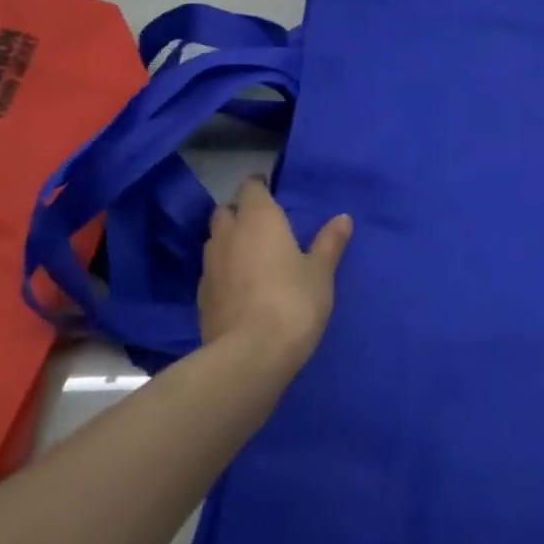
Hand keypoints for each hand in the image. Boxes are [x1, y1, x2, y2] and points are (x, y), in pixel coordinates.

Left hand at [197, 177, 352, 369]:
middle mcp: (228, 234)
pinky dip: (224, 270)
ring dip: (230, 241)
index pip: (250, 187)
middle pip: (227, 211)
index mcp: (258, 219)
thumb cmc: (293, 303)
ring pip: (216, 240)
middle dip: (241, 213)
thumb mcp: (321, 273)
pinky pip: (212, 270)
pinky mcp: (201, 296)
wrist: (249, 356)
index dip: (260, 187)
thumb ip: (329, 243)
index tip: (272, 193)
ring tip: (252, 257)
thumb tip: (343, 217)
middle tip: (264, 227)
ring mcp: (210, 265)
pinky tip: (240, 287)